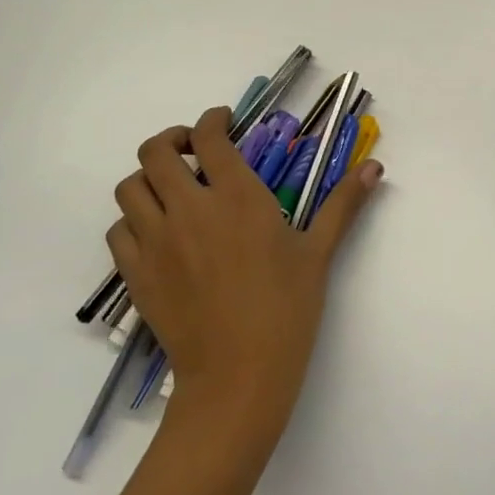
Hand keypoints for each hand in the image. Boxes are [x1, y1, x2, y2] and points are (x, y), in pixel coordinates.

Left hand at [107, 106, 382, 459]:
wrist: (238, 374)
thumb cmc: (287, 308)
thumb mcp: (319, 252)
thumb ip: (343, 203)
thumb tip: (376, 168)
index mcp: (238, 197)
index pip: (208, 137)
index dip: (212, 120)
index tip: (224, 121)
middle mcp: (189, 209)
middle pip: (155, 152)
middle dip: (172, 140)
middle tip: (194, 152)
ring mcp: (155, 241)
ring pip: (129, 187)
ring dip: (148, 178)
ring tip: (173, 190)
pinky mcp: (135, 273)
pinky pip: (118, 229)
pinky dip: (133, 219)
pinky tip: (157, 232)